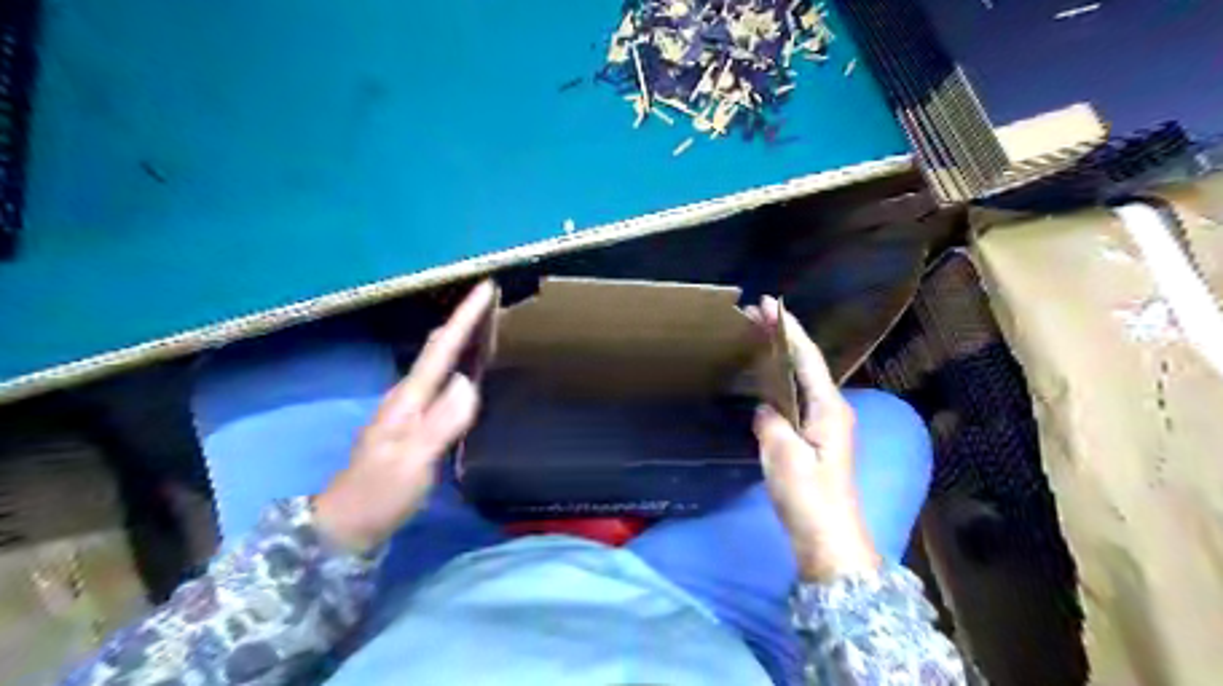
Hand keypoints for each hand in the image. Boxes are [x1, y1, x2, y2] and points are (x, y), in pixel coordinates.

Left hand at [313, 281, 494, 553]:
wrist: (346, 525)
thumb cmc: (379, 495)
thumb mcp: (412, 463)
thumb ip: (440, 424)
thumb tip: (467, 382)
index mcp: (409, 400)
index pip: (440, 349)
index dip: (463, 317)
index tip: (485, 287)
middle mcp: (408, 396)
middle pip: (438, 347)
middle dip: (464, 320)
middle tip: (492, 302)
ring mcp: (410, 410)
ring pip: (438, 362)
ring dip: (461, 339)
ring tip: (488, 327)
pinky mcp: (415, 423)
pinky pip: (440, 382)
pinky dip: (457, 364)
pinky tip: (469, 370)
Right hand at [745, 297, 878, 582]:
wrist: (829, 540)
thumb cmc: (808, 496)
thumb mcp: (783, 455)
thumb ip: (771, 421)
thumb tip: (765, 409)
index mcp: (829, 407)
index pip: (807, 358)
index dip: (788, 330)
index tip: (769, 305)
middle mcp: (833, 410)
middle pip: (805, 364)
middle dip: (783, 338)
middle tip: (755, 315)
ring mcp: (826, 426)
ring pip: (801, 381)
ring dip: (780, 359)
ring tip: (755, 339)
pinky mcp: (816, 440)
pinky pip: (796, 399)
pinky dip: (779, 382)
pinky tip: (764, 381)